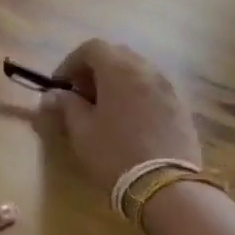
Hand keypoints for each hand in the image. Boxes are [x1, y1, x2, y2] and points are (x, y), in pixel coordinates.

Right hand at [41, 39, 202, 188]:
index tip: (61, 85)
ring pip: (137, 72)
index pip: (92, 47)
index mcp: (119, 70)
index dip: (71, 62)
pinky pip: (152, 90)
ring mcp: (167, 88)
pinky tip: (128, 122)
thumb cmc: (115, 153)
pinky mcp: (180, 108)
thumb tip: (54, 94)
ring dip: (117, 83)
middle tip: (81, 96)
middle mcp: (146, 70)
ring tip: (104, 110)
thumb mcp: (81, 131)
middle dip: (95, 70)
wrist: (165, 186)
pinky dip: (136, 96)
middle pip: (117, 55)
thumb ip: (66, 105)